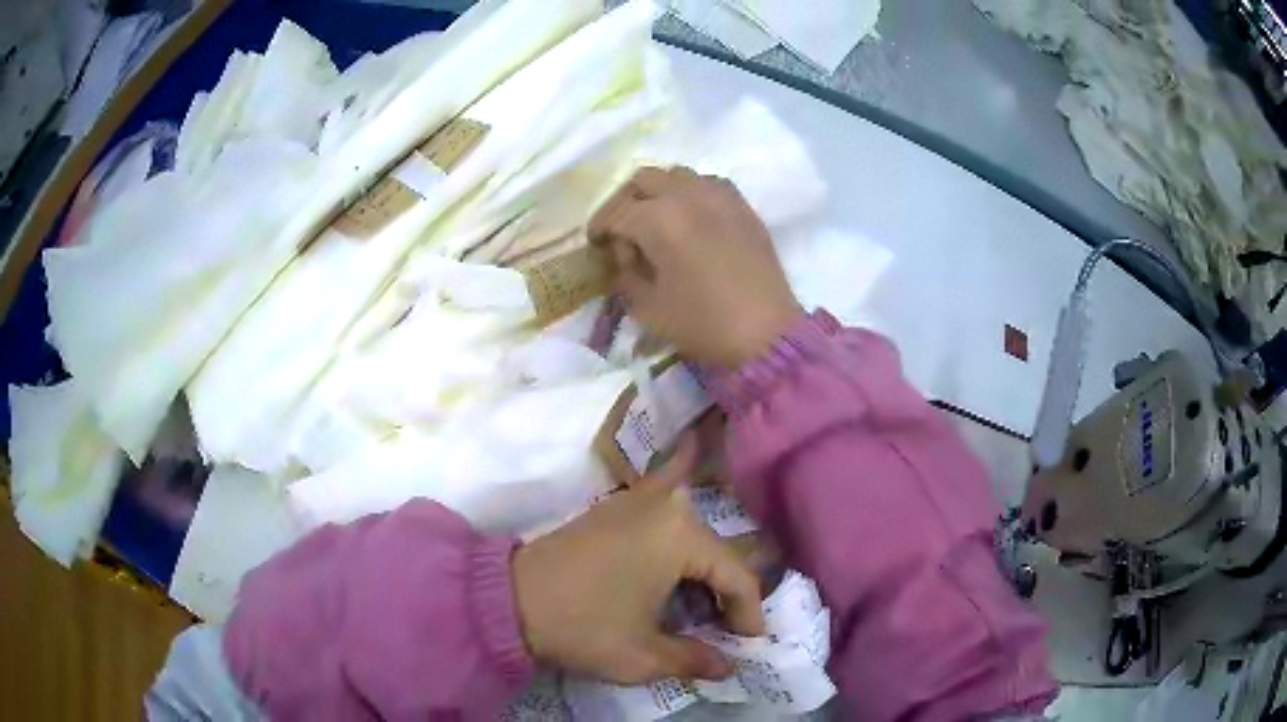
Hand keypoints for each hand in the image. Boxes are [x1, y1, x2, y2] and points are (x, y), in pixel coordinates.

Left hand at [512, 436, 764, 683]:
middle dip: (725, 594)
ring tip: (700, 615)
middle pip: (715, 553)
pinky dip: (675, 557)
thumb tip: (728, 666)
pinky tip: (672, 585)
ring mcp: (636, 500)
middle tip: (726, 632)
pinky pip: (662, 529)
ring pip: (691, 539)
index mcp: (681, 533)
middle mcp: (666, 505)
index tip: (751, 643)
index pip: (736, 574)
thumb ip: (695, 659)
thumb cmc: (583, 625)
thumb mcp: (644, 655)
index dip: (749, 613)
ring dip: (700, 576)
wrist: (508, 599)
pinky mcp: (613, 508)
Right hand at [589, 166, 801, 367]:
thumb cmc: (704, 324)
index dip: (600, 230)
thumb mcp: (648, 308)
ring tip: (655, 222)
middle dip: (625, 202)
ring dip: (658, 193)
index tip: (595, 247)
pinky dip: (689, 193)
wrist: (767, 333)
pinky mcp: (742, 205)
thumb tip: (624, 256)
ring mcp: (719, 195)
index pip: (616, 214)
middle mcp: (687, 194)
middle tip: (621, 230)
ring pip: (676, 174)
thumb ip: (626, 274)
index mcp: (659, 219)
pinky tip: (690, 220)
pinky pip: (707, 183)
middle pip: (643, 180)